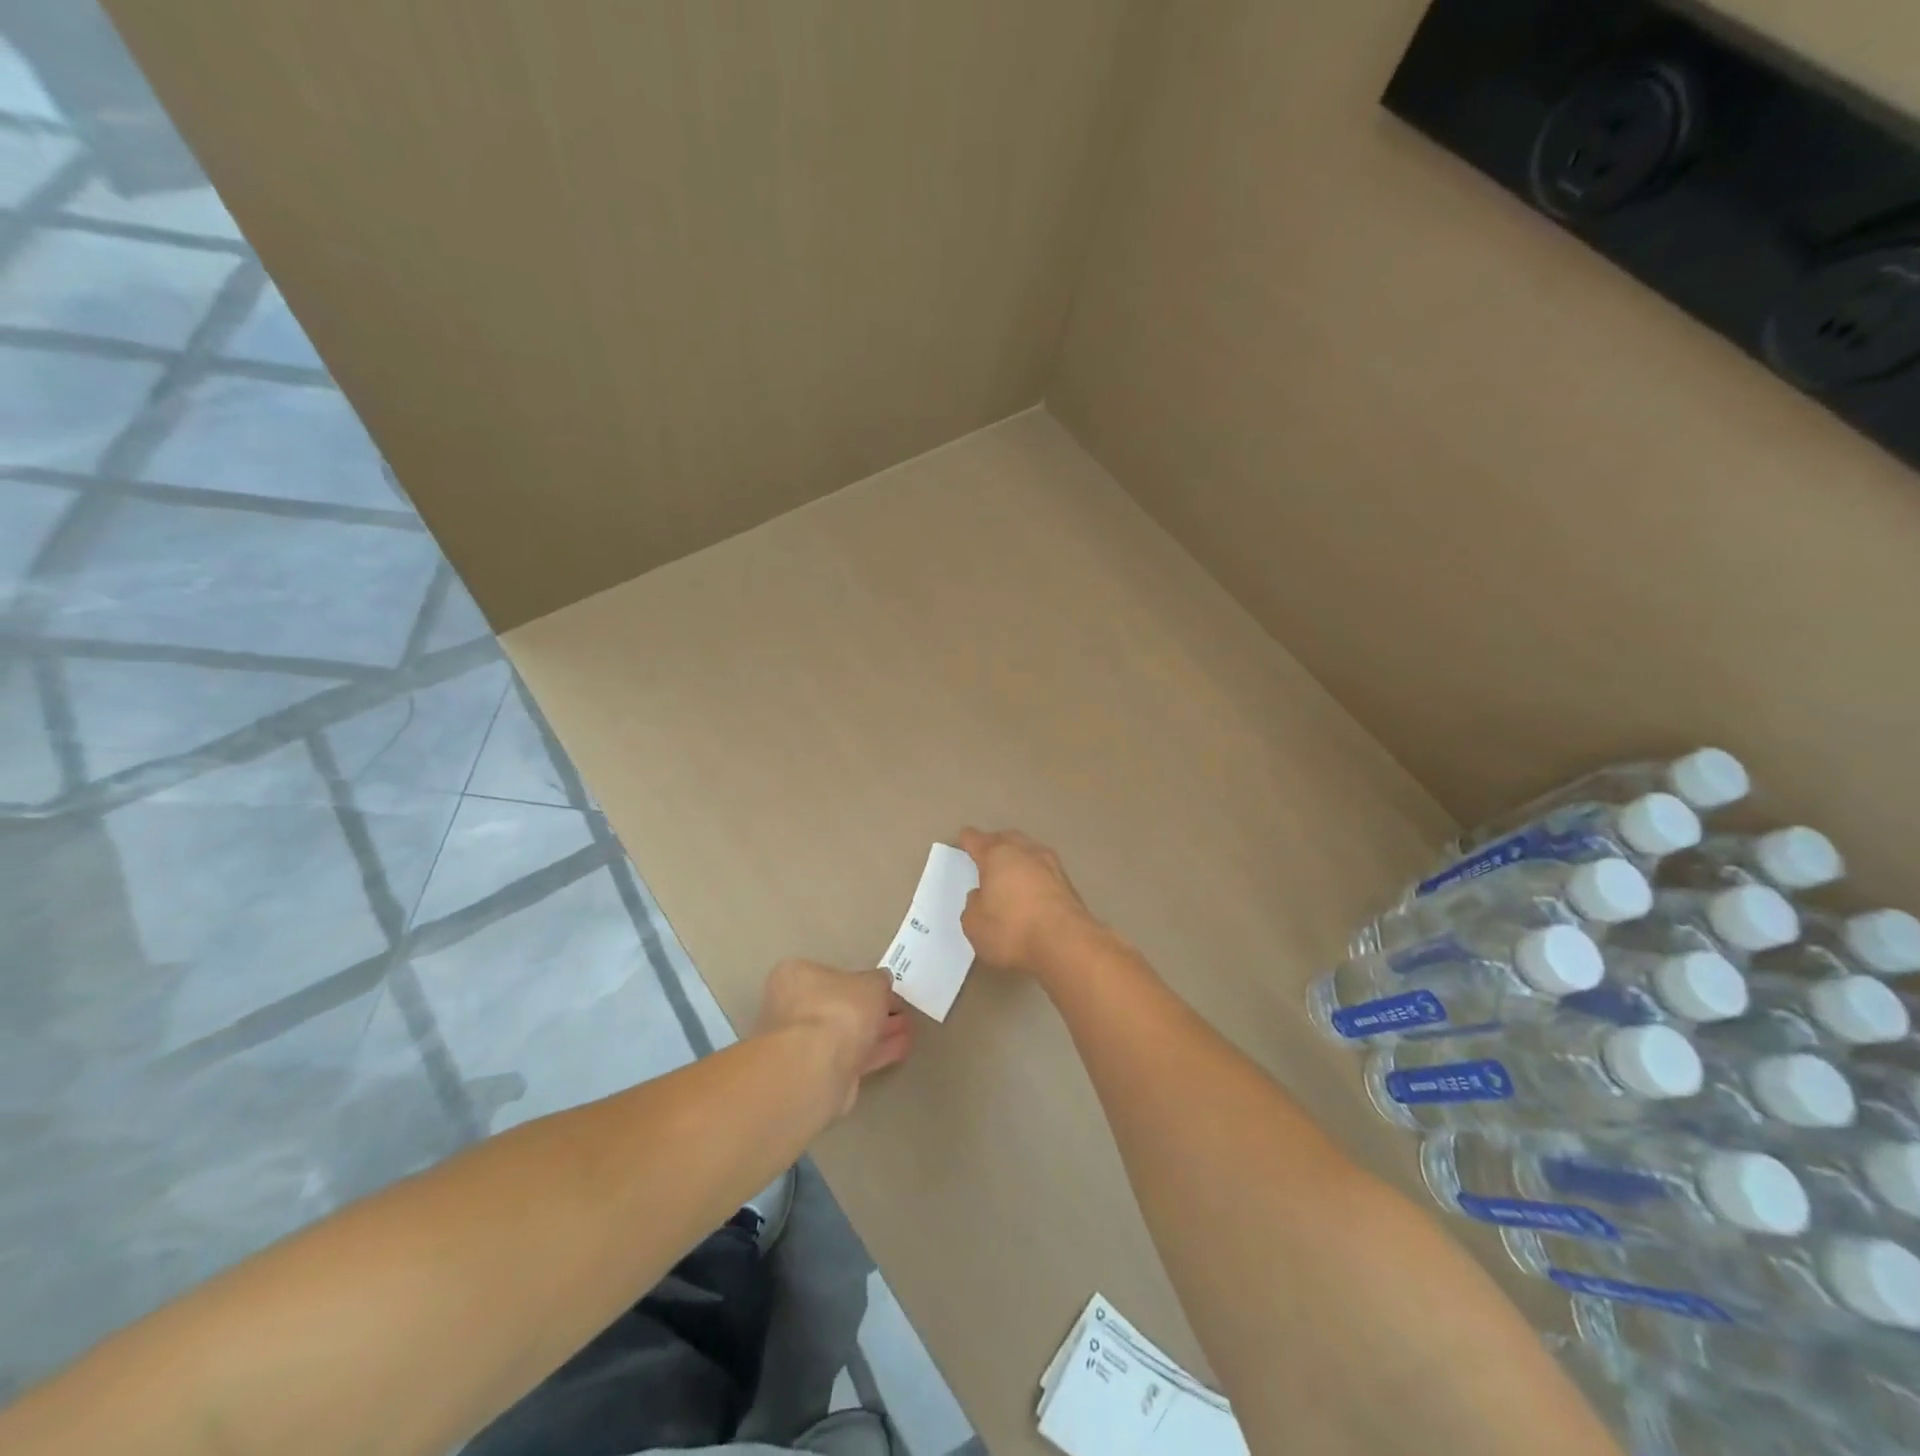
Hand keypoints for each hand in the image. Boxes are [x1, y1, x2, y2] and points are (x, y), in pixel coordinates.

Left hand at [753, 959, 912, 1114]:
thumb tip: (881, 983)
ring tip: (908, 1031)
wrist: (816, 1069)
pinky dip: (874, 1052)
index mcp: (795, 977)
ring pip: (845, 1034)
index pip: (830, 974)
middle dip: (871, 1010)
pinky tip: (901, 1050)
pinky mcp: (815, 1074)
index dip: (861, 982)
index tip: (885, 989)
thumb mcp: (872, 983)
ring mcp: (801, 1044)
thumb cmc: (839, 1009)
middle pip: (839, 1006)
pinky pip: (850, 1057)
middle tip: (900, 1011)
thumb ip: (879, 981)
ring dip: (876, 1033)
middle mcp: (791, 1008)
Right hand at [957, 828, 1099, 979]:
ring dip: (1019, 860)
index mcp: (997, 854)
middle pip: (1006, 839)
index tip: (963, 842)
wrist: (1066, 943)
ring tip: (1010, 873)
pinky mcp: (1069, 884)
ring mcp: (1051, 865)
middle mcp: (1025, 851)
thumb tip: (981, 896)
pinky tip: (1031, 891)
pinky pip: (1044, 873)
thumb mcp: (974, 925)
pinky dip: (1035, 878)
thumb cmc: (1012, 929)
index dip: (966, 841)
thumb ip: (973, 905)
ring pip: (1029, 853)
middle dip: (995, 844)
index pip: (975, 839)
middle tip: (986, 855)